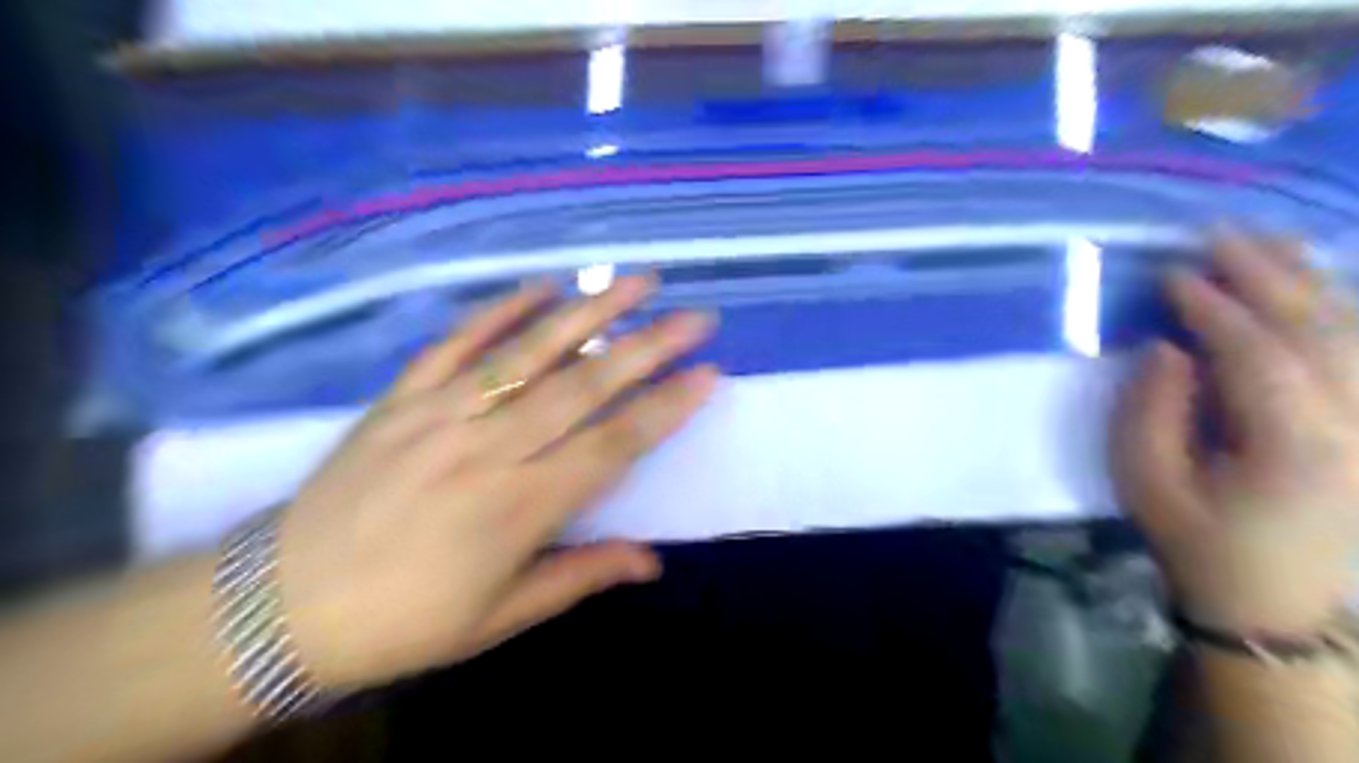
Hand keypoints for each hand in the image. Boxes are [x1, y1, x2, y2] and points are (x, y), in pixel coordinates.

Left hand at [269, 275, 715, 690]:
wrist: (278, 605)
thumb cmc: (404, 621)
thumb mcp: (500, 618)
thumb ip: (580, 577)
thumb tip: (652, 561)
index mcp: (519, 508)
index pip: (612, 446)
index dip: (664, 409)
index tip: (707, 374)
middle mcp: (489, 448)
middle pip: (583, 386)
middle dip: (647, 347)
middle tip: (693, 317)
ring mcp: (442, 413)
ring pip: (528, 352)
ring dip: (588, 312)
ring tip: (634, 281)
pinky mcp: (403, 396)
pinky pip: (457, 342)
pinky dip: (500, 308)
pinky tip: (541, 285)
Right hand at [1121, 228, 1358, 633]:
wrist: (1272, 600)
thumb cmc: (1195, 540)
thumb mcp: (1145, 482)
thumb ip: (1150, 411)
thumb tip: (1169, 348)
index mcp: (1295, 448)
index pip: (1260, 355)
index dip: (1214, 308)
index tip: (1171, 274)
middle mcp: (1356, 427)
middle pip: (1319, 330)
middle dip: (1265, 274)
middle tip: (1216, 233)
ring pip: (1354, 331)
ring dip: (1307, 278)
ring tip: (1262, 239)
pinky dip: (1338, 306)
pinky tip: (1312, 278)